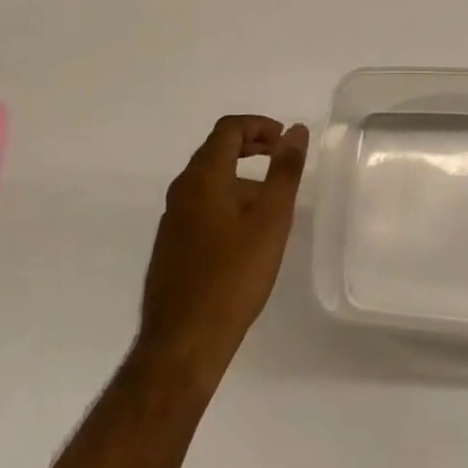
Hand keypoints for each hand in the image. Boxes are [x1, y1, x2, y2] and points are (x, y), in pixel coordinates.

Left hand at [136, 115, 307, 392]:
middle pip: (215, 150)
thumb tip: (296, 131)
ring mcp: (172, 218)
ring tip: (271, 198)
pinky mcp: (171, 244)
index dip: (259, 125)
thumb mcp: (271, 219)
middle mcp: (181, 190)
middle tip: (280, 156)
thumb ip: (285, 171)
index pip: (228, 129)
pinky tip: (246, 232)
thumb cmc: (233, 276)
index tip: (285, 138)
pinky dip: (226, 198)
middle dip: (250, 145)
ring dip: (239, 175)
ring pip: (208, 179)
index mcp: (203, 177)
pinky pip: (200, 204)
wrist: (182, 343)